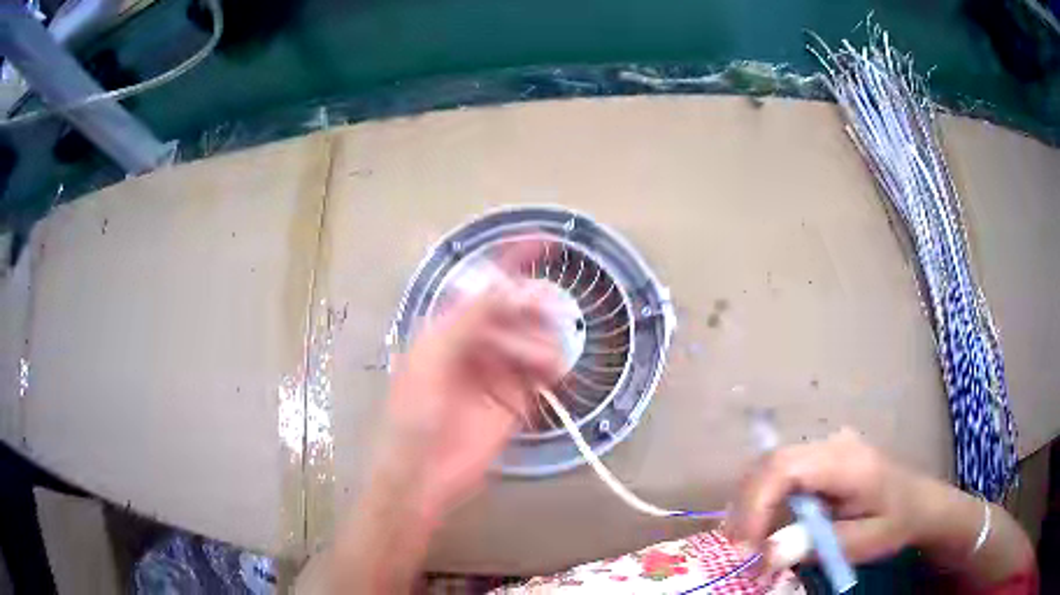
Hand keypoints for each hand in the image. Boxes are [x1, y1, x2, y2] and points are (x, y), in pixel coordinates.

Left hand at [379, 241, 563, 519]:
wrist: (422, 475)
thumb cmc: (414, 414)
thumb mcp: (433, 360)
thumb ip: (468, 321)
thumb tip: (503, 284)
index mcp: (448, 329)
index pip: (484, 288)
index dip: (512, 262)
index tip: (545, 242)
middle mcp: (474, 345)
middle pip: (514, 314)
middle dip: (532, 310)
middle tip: (550, 315)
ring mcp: (496, 373)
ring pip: (531, 343)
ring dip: (543, 344)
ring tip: (547, 363)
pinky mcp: (514, 401)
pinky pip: (540, 375)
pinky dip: (552, 369)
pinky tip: (555, 375)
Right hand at [730, 428, 932, 564]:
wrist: (918, 502)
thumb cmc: (894, 522)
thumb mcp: (862, 542)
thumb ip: (817, 544)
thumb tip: (766, 552)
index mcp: (846, 461)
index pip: (785, 467)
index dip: (755, 504)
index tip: (745, 547)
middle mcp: (830, 444)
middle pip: (769, 463)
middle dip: (745, 508)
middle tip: (740, 552)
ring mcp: (823, 447)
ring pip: (768, 467)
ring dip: (749, 506)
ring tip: (749, 546)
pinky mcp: (818, 459)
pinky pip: (778, 475)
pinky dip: (761, 503)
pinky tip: (764, 530)